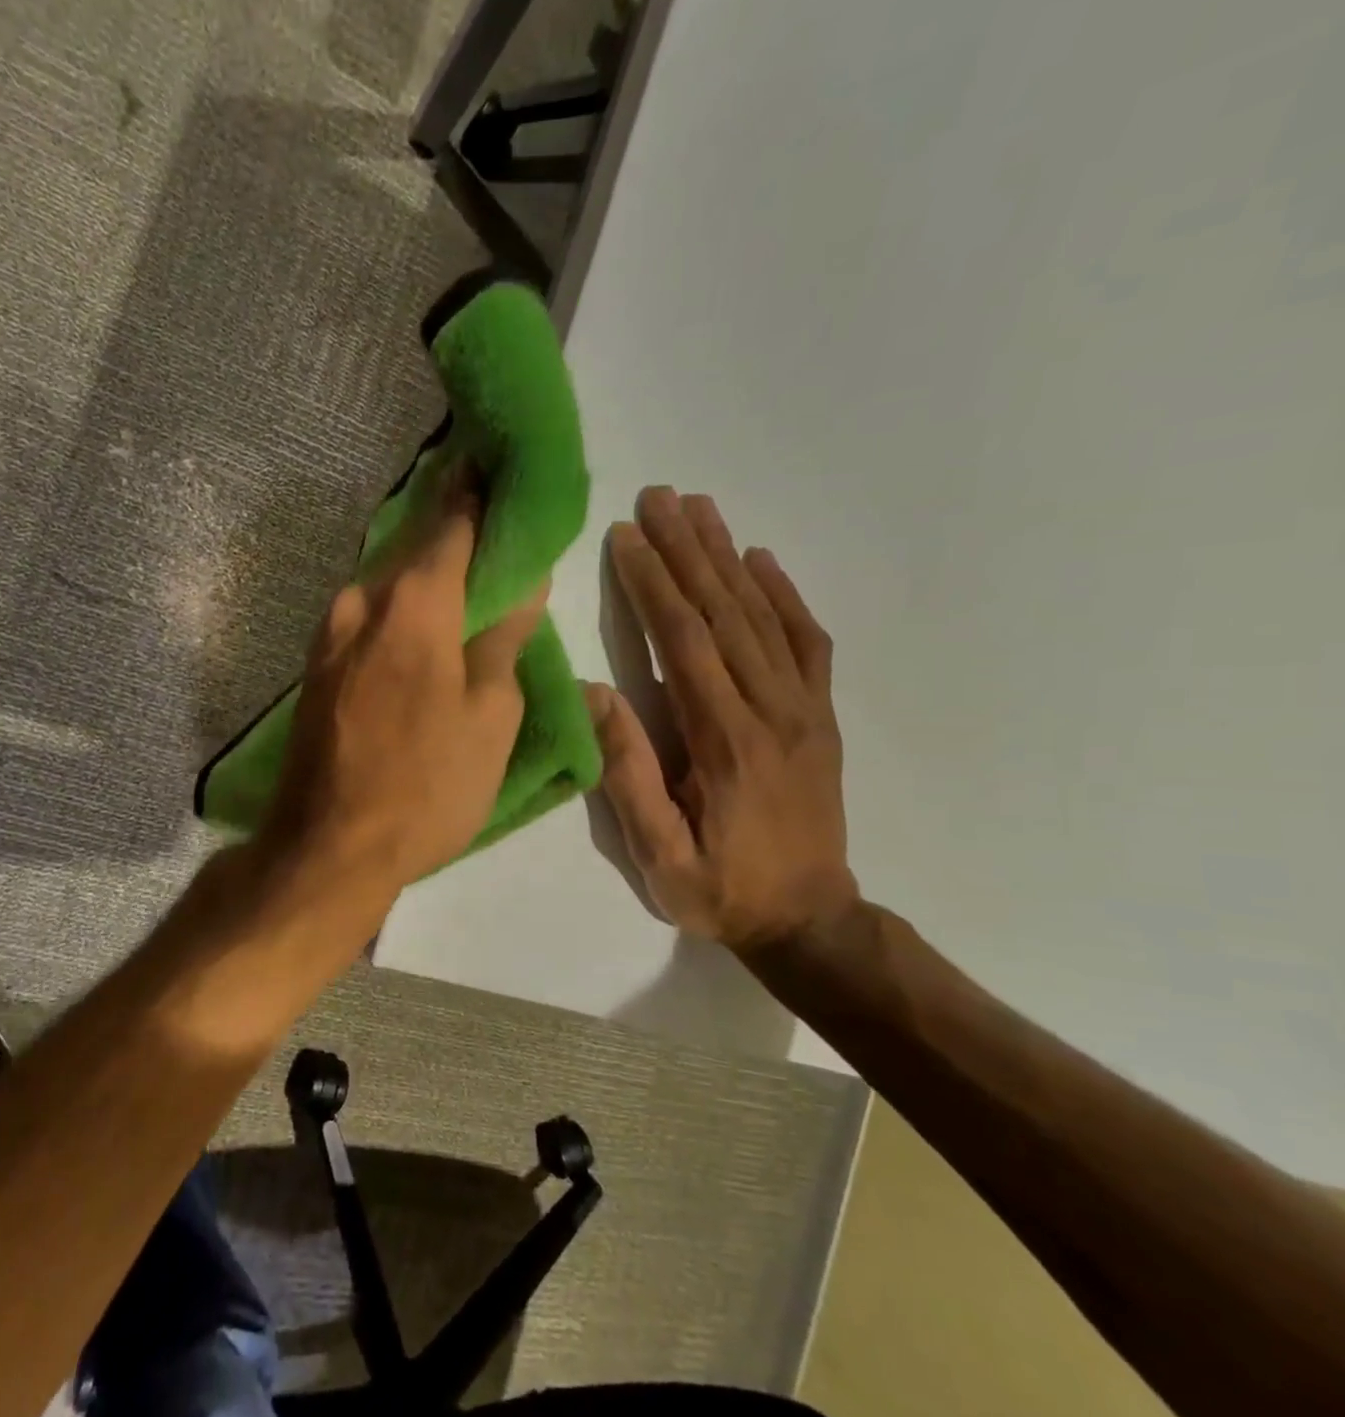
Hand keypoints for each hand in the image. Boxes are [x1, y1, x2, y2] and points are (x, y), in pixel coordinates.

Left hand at [263, 483, 547, 894]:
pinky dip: (400, 607)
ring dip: (425, 572)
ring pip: (388, 581)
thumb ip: (504, 638)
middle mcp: (361, 600)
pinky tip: (425, 623)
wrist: (327, 848)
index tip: (506, 471)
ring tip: (468, 577)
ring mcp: (329, 633)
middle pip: (416, 545)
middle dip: (457, 529)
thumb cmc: (425, 787)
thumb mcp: (490, 717)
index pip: (455, 520)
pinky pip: (368, 616)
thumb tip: (521, 581)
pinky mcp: (316, 665)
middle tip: (497, 526)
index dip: (483, 493)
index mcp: (413, 603)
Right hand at [586, 487, 856, 953]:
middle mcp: (771, 710)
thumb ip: (628, 772)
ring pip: (763, 616)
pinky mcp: (821, 716)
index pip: (684, 642)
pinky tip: (761, 560)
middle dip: (687, 549)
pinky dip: (784, 595)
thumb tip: (595, 692)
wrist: (811, 920)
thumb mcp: (659, 852)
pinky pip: (806, 642)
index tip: (626, 534)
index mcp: (725, 741)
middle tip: (660, 496)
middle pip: (725, 612)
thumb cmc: (721, 890)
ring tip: (700, 508)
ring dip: (728, 556)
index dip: (653, 583)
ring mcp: (804, 709)